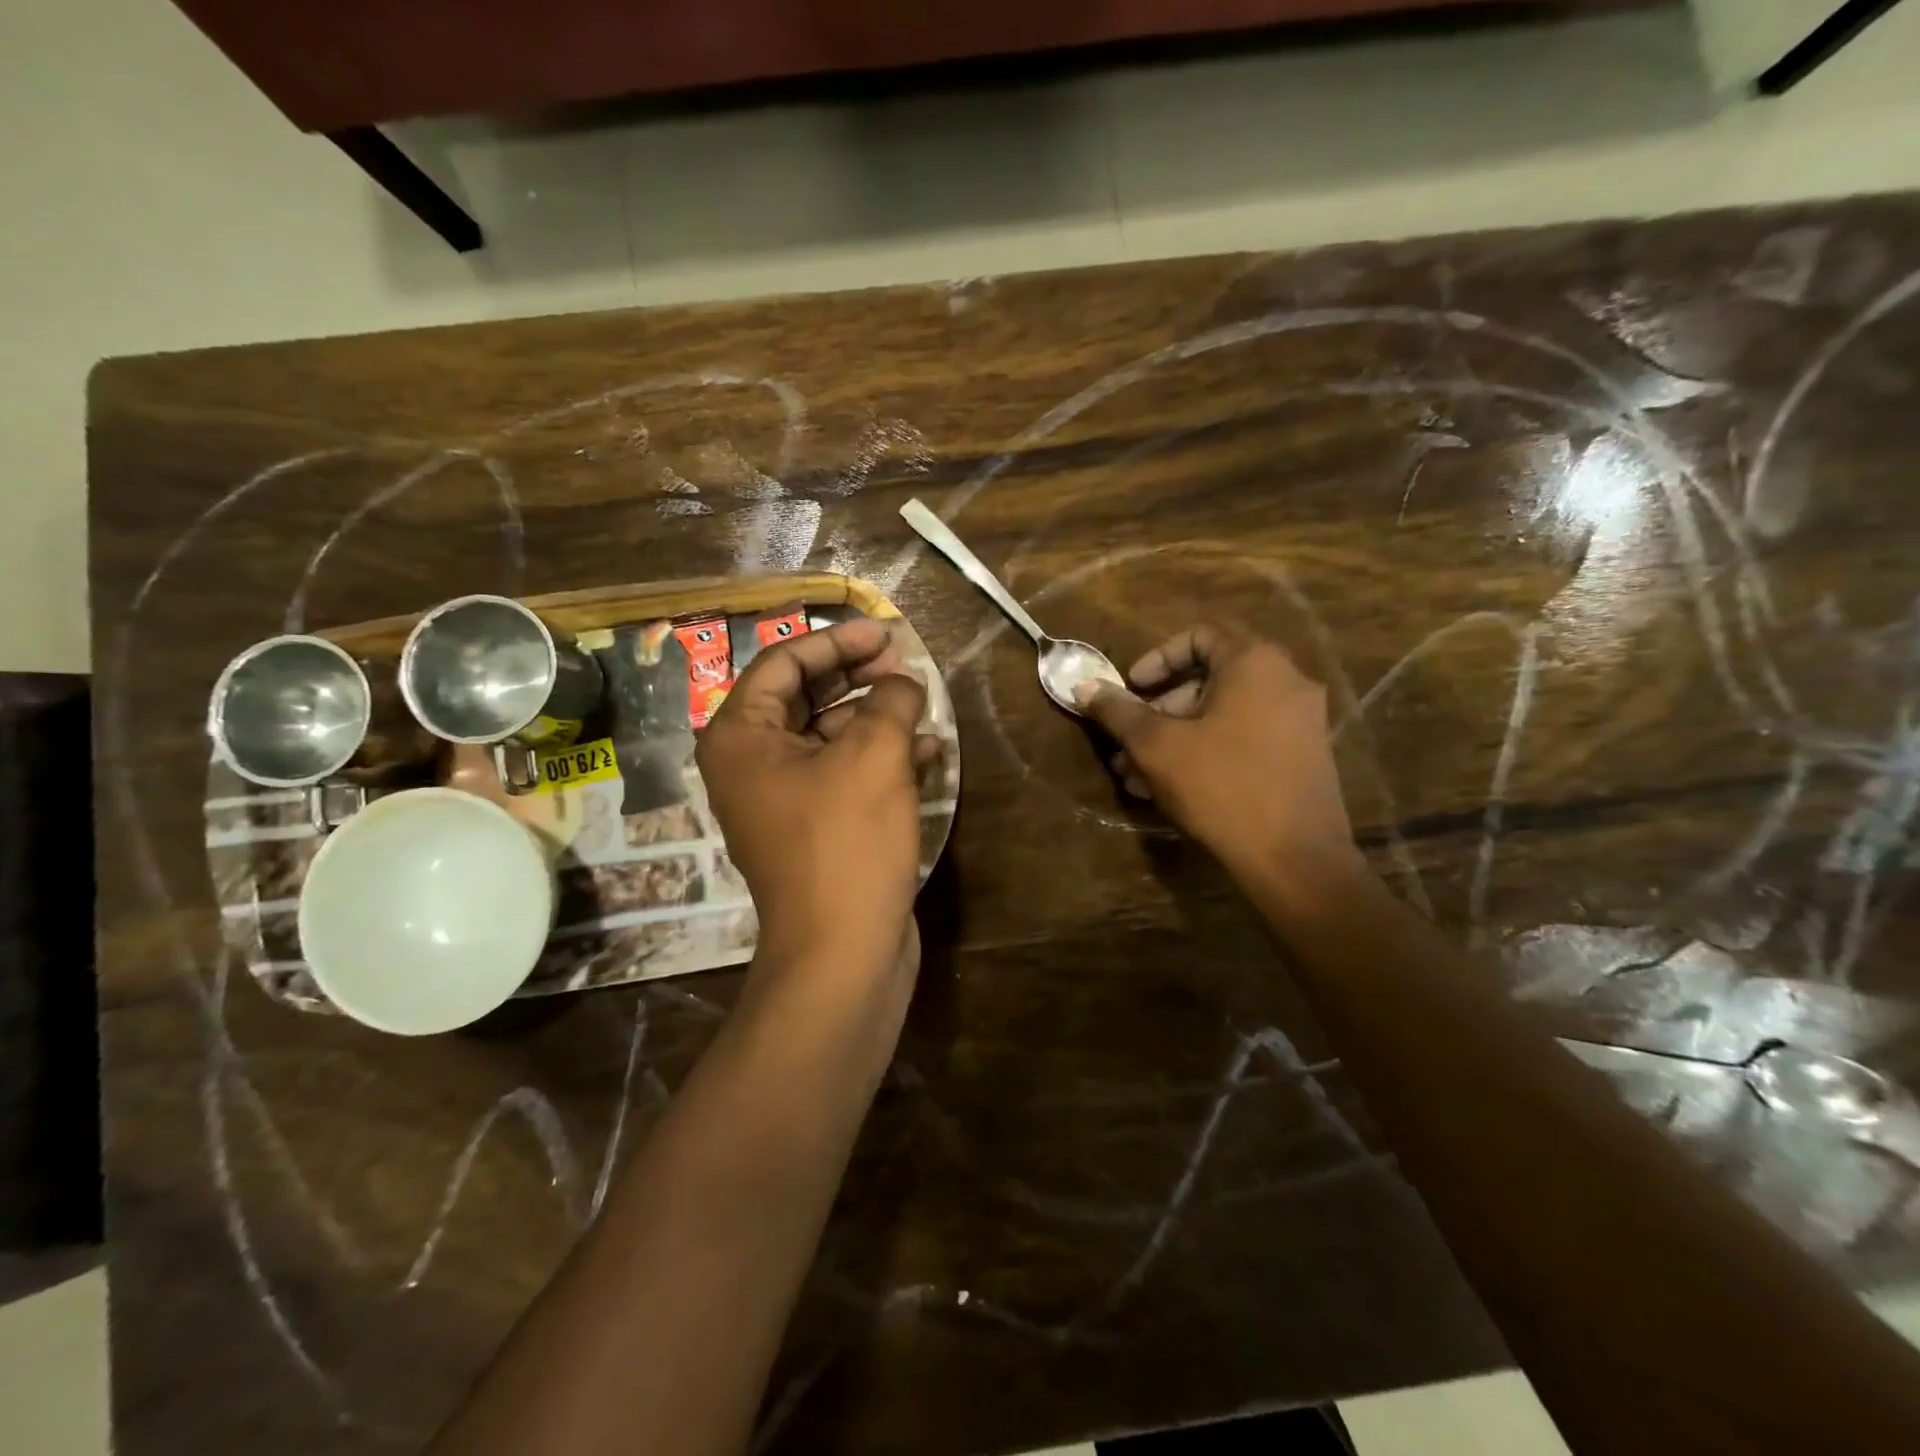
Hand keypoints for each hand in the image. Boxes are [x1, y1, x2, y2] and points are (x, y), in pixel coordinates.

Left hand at [697, 619, 933, 983]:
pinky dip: (881, 759)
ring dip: (876, 717)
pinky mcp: (817, 830)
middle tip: (904, 662)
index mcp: (741, 738)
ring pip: (830, 737)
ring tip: (922, 703)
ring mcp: (784, 801)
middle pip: (804, 697)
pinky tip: (926, 752)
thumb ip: (891, 701)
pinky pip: (845, 775)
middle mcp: (753, 765)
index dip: (836, 642)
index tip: (885, 632)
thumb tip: (904, 681)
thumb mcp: (874, 756)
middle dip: (857, 675)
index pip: (782, 664)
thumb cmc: (847, 842)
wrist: (843, 953)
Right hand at [1076, 626, 1362, 885]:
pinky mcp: (1302, 757)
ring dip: (1175, 739)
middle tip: (1127, 742)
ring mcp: (1300, 722)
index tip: (1130, 689)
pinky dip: (1206, 752)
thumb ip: (1119, 712)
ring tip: (1136, 776)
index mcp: (1255, 663)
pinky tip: (1169, 790)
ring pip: (1223, 716)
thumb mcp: (1157, 746)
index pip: (1198, 638)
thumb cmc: (1222, 786)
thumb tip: (1084, 687)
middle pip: (1209, 680)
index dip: (1156, 659)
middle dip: (1158, 711)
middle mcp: (1286, 681)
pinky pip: (1244, 739)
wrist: (1296, 860)